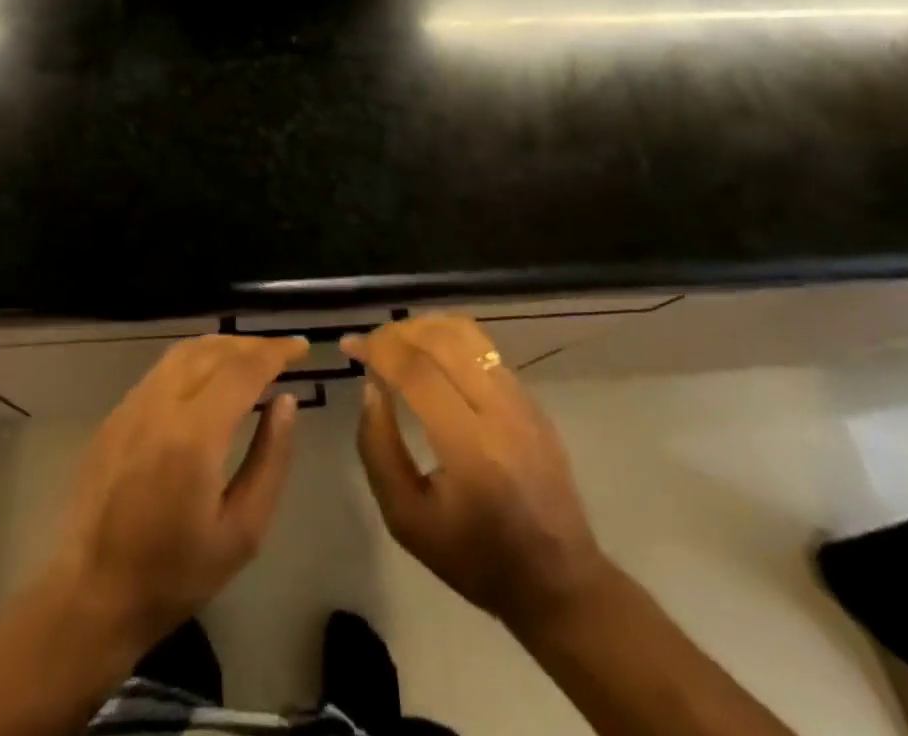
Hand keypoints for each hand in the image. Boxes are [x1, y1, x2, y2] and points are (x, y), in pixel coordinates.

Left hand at [46, 334, 307, 649]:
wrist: (92, 596)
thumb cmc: (176, 574)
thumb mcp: (243, 532)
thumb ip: (270, 459)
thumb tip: (286, 402)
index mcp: (194, 435)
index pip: (242, 369)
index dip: (276, 351)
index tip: (302, 347)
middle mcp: (160, 405)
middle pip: (213, 351)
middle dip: (252, 345)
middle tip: (282, 353)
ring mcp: (132, 405)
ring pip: (184, 351)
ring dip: (223, 346)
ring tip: (251, 357)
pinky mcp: (116, 414)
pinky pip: (163, 368)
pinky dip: (195, 359)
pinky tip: (209, 376)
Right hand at [344, 315, 606, 635]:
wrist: (557, 580)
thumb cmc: (474, 557)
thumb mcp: (406, 519)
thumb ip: (378, 448)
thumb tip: (370, 387)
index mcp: (471, 448)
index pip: (417, 371)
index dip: (378, 348)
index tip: (350, 346)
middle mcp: (500, 411)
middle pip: (442, 339)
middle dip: (397, 331)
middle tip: (369, 344)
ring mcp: (522, 399)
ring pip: (467, 333)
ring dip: (424, 327)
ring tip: (396, 342)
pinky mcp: (531, 398)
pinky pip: (484, 349)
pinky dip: (448, 339)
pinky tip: (430, 357)